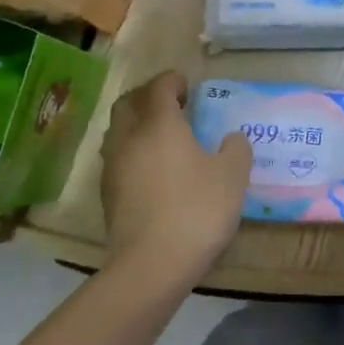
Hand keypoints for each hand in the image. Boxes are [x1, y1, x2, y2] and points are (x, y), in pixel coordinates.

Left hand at [100, 71, 251, 283]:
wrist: (152, 264)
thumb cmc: (197, 210)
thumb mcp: (233, 176)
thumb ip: (236, 149)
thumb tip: (231, 138)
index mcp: (159, 124)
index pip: (158, 86)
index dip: (173, 80)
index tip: (188, 86)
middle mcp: (129, 138)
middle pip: (128, 103)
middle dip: (148, 96)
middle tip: (172, 104)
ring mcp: (113, 167)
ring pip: (118, 131)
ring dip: (137, 124)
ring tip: (162, 136)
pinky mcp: (107, 194)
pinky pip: (117, 158)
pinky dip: (133, 151)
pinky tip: (153, 169)